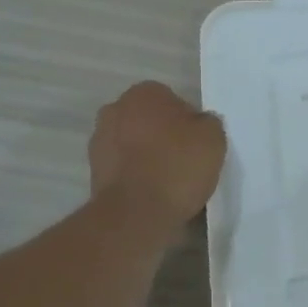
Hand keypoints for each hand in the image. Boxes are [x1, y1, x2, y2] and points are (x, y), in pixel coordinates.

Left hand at [89, 82, 226, 239]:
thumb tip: (199, 125)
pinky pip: (125, 169)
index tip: (198, 145)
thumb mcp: (213, 137)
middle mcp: (115, 109)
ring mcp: (99, 141)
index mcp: (143, 93)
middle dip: (164, 137)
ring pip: (134, 145)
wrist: (136, 213)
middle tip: (186, 162)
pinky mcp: (94, 172)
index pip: (173, 101)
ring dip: (148, 158)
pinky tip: (154, 195)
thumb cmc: (177, 166)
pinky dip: (137, 177)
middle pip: (150, 122)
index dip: (189, 123)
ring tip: (171, 183)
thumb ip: (208, 123)